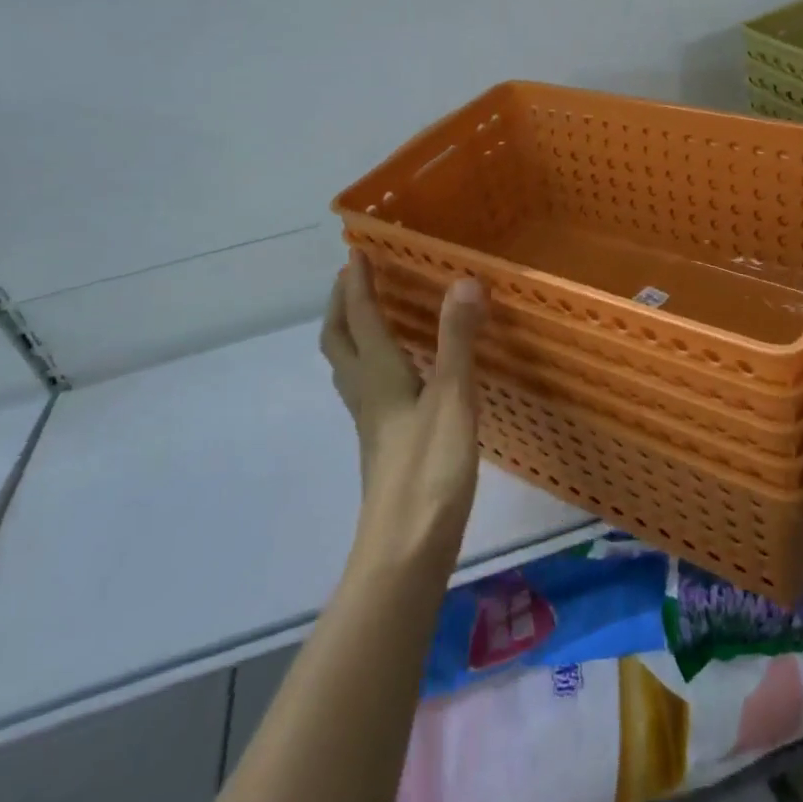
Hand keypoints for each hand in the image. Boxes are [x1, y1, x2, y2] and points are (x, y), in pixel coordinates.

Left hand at [320, 250, 487, 566]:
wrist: (406, 550)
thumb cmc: (429, 470)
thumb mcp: (452, 398)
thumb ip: (457, 339)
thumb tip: (464, 280)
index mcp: (379, 376)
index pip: (361, 318)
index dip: (358, 283)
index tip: (356, 251)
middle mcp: (367, 393)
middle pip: (338, 341)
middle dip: (341, 304)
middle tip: (353, 277)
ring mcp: (371, 423)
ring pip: (347, 367)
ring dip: (349, 333)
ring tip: (367, 315)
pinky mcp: (384, 444)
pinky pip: (367, 388)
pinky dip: (370, 363)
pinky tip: (397, 375)